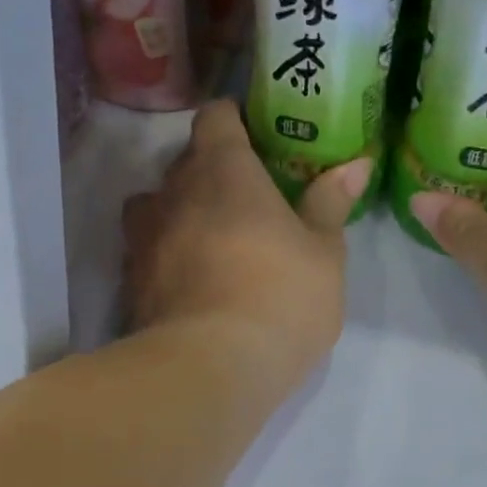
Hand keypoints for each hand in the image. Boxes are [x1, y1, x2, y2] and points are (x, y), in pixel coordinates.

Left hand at [123, 101, 369, 397]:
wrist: (209, 369)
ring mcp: (143, 239)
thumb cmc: (280, 297)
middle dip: (212, 171)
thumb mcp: (323, 253)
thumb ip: (330, 203)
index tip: (255, 135)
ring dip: (181, 212)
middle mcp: (173, 193)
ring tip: (212, 238)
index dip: (233, 119)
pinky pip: (148, 251)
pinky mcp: (131, 282)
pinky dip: (168, 255)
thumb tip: (355, 164)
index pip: (215, 117)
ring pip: (157, 206)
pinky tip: (194, 282)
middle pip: (186, 162)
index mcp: (222, 171)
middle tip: (248, 196)